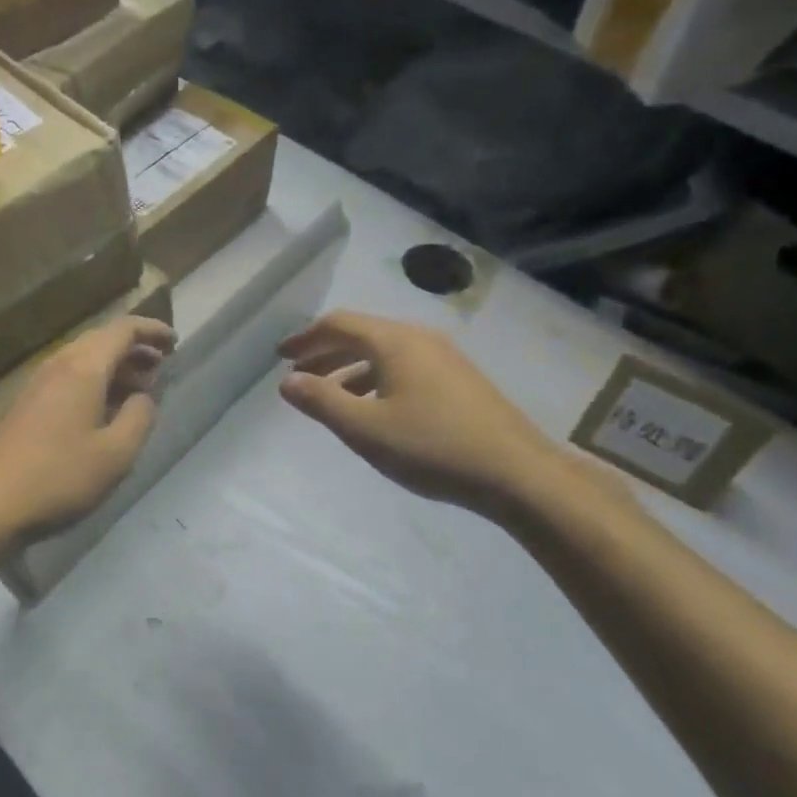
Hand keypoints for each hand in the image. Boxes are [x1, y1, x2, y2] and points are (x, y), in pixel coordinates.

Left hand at [0, 316, 175, 543]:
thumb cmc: (60, 478)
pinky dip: (94, 381)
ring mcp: (37, 385)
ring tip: (140, 388)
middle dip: (135, 347)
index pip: (122, 330)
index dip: (152, 330)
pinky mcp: (26, 405)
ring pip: (83, 359)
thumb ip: (140, 417)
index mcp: (83, 369)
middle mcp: (58, 366)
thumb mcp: (117, 453)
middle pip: (101, 340)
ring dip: (114, 366)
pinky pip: (68, 377)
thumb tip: (144, 396)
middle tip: (162, 365)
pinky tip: (104, 410)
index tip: (175, 342)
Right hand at [278, 311, 560, 514]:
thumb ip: (321, 401)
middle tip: (298, 375)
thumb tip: (287, 381)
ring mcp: (444, 357)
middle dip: (325, 352)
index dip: (306, 338)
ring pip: (384, 352)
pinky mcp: (459, 380)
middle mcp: (419, 338)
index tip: (281, 356)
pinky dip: (376, 378)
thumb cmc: (432, 447)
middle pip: (361, 334)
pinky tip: (373, 408)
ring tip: (329, 396)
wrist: (516, 472)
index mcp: (394, 341)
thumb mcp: (365, 428)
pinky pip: (404, 366)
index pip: (339, 323)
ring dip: (350, 368)